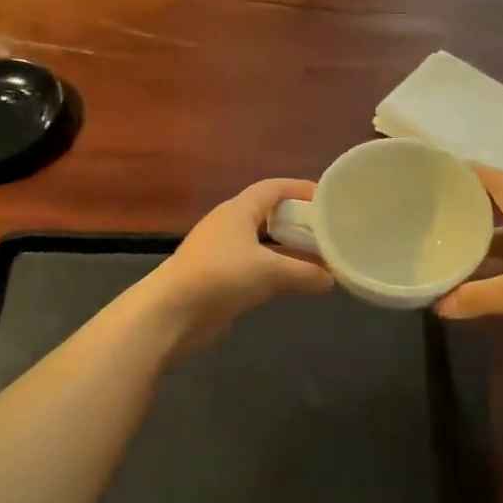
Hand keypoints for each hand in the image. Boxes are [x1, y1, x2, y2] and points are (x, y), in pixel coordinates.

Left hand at [141, 179, 333, 353]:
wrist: (171, 314)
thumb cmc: (221, 277)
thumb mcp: (270, 272)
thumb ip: (304, 273)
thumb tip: (331, 279)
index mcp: (238, 210)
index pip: (273, 188)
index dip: (300, 189)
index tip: (328, 199)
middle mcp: (229, 226)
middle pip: (269, 215)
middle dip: (298, 223)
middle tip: (328, 233)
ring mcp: (221, 253)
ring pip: (263, 245)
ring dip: (289, 251)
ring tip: (320, 261)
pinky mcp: (218, 279)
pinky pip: (255, 268)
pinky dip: (276, 272)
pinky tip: (295, 284)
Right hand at [437, 166, 502, 355]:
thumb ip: (478, 297)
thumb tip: (440, 306)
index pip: (496, 180)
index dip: (469, 172)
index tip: (439, 170)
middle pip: (499, 206)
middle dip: (469, 206)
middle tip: (435, 210)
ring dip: (482, 239)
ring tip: (449, 244)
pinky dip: (498, 264)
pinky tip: (479, 279)